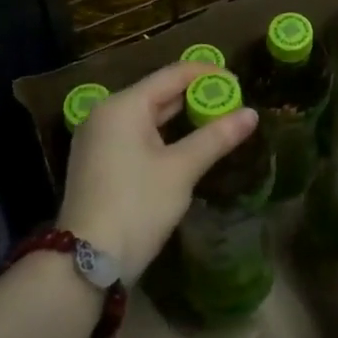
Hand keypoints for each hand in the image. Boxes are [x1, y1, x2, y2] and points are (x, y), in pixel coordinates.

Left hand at [59, 60, 257, 283]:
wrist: (85, 263)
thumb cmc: (137, 206)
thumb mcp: (181, 169)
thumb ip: (216, 137)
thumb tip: (252, 114)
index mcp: (123, 105)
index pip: (172, 75)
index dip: (207, 74)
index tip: (239, 82)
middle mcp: (105, 114)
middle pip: (158, 93)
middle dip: (196, 96)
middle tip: (233, 103)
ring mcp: (97, 138)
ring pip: (147, 115)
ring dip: (180, 117)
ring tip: (217, 121)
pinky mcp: (97, 161)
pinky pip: (135, 134)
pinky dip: (162, 134)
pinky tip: (186, 144)